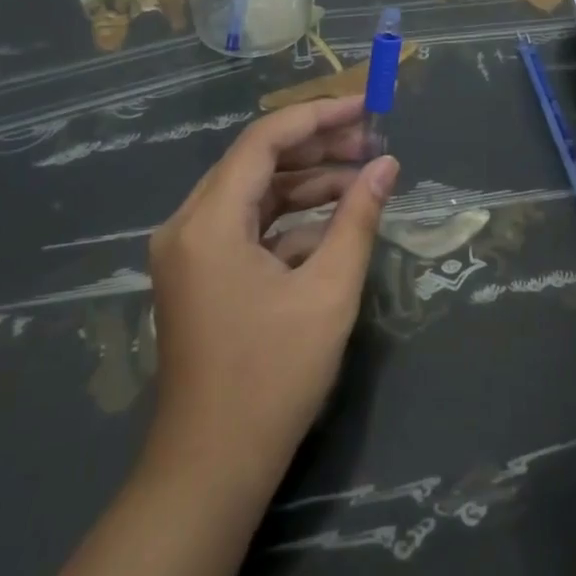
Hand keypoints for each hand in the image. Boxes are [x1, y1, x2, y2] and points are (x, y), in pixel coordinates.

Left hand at [145, 95, 398, 502]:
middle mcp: (188, 225)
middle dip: (317, 148)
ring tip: (363, 177)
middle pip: (256, 161)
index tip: (366, 105)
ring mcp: (189, 251)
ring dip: (306, 183)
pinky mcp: (199, 275)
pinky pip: (246, 226)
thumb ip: (358, 219)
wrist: (211, 469)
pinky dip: (289, 219)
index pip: (265, 140)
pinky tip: (334, 223)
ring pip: (253, 193)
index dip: (318, 115)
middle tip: (373, 143)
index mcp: (208, 221)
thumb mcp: (328, 293)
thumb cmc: (271, 379)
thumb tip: (387, 166)